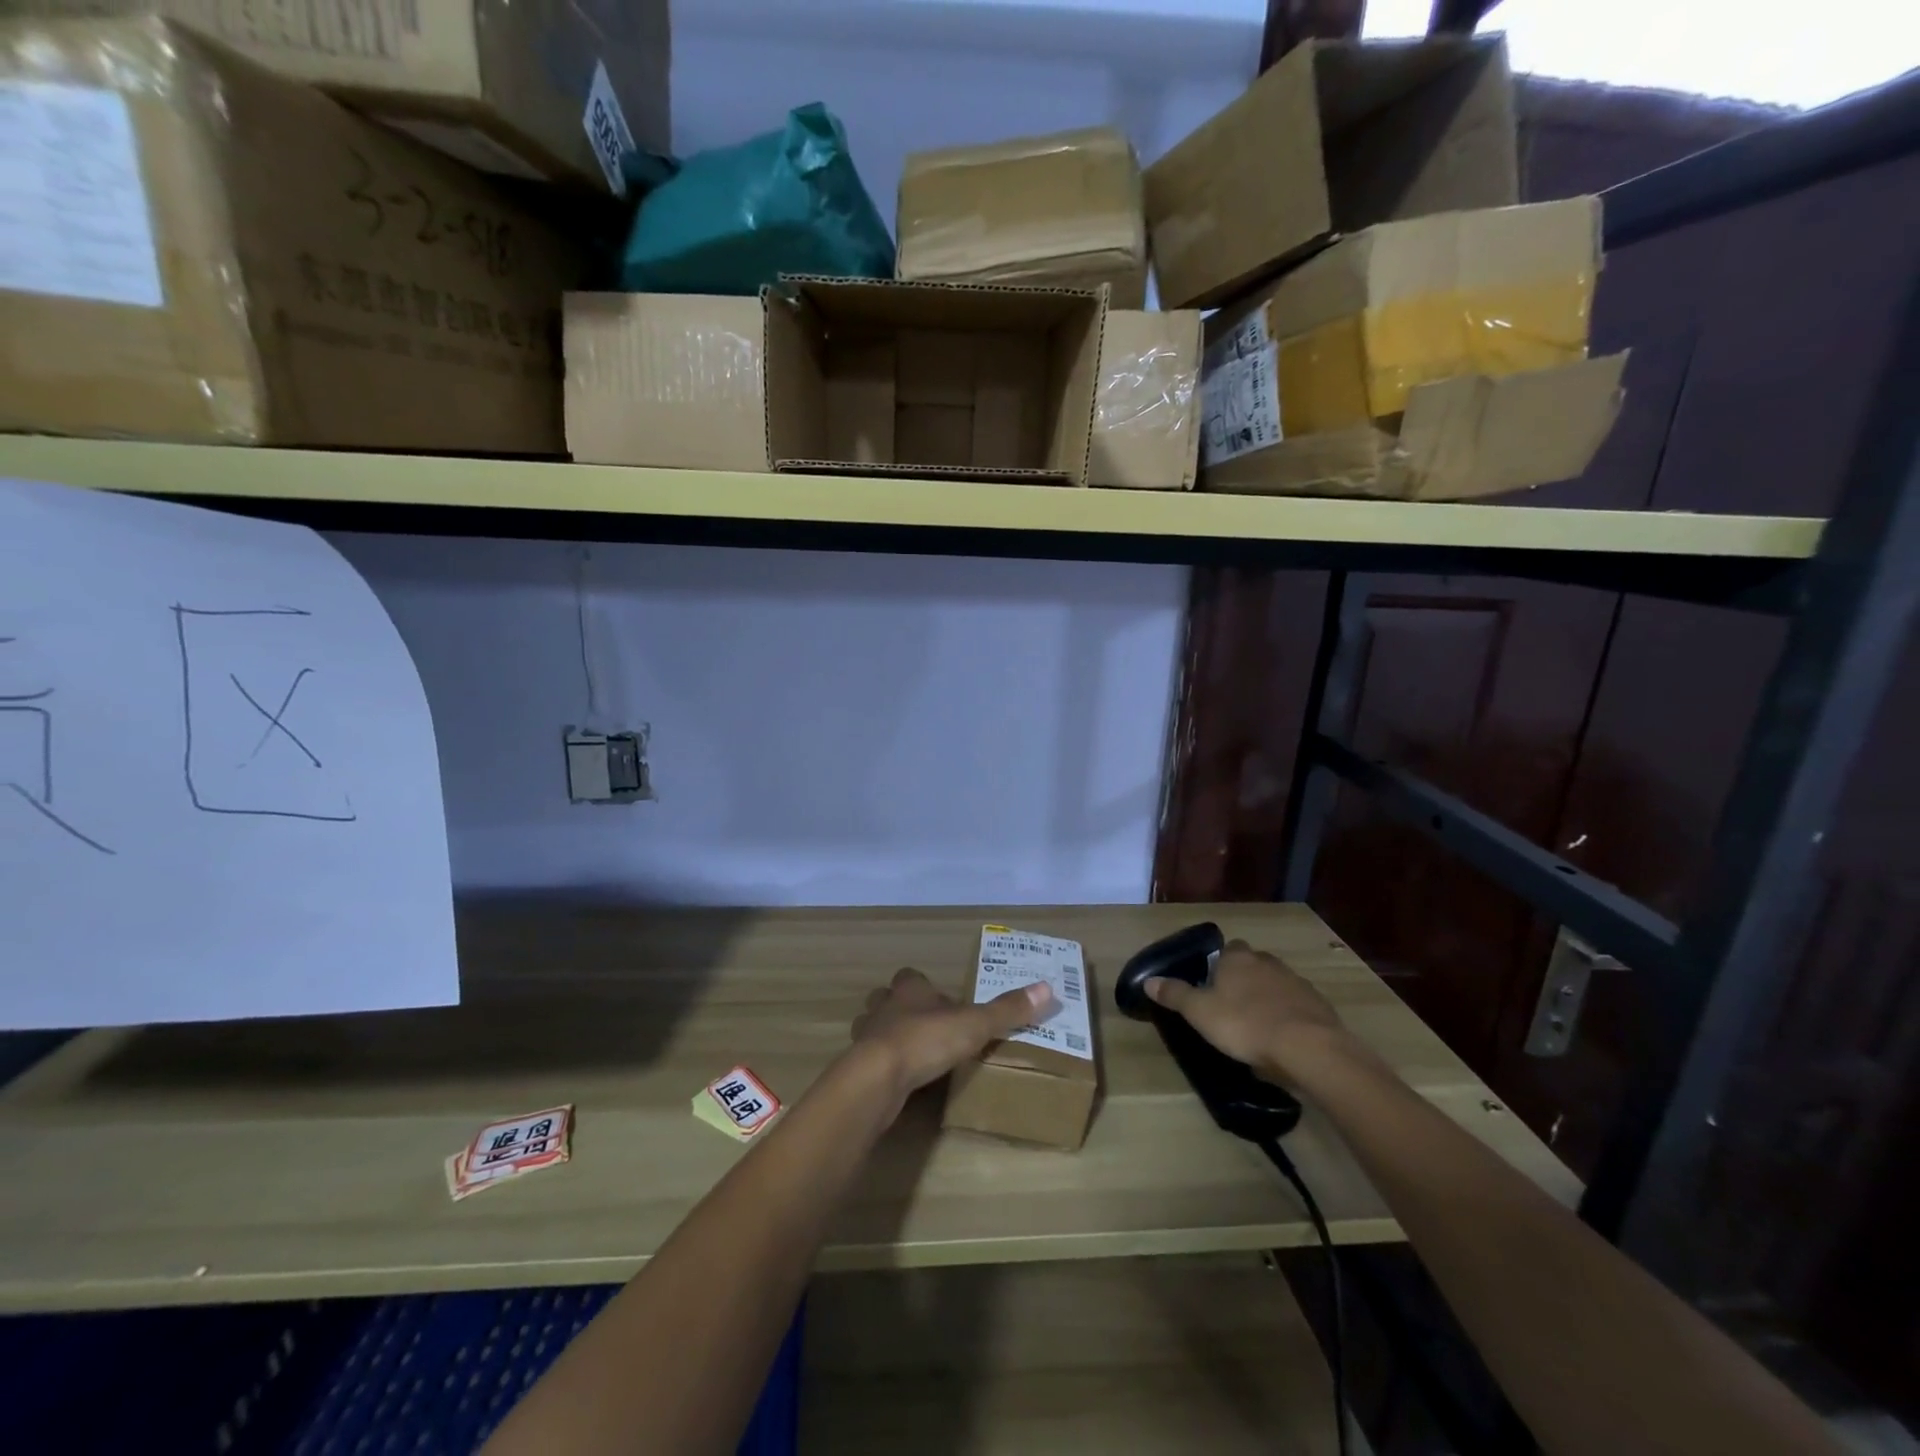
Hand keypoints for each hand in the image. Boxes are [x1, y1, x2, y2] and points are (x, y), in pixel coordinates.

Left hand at [851, 968, 1054, 1104]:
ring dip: (887, 1036)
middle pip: (887, 998)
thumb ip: (1007, 1010)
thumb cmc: (926, 1040)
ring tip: (909, 1053)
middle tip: (924, 1025)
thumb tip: (1047, 988)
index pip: (911, 977)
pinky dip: (882, 1065)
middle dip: (901, 1008)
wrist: (878, 1078)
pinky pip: (870, 1060)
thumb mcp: (975, 1024)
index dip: (924, 986)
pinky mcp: (859, 1066)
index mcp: (910, 989)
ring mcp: (867, 1036)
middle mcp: (885, 1006)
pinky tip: (898, 1080)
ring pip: (873, 1027)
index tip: (941, 1000)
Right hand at [1145, 940, 1350, 1078]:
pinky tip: (1282, 1038)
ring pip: (1276, 984)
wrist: (1308, 1048)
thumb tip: (1148, 980)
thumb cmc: (1245, 1024)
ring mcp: (1296, 983)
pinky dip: (1288, 1016)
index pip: (1227, 949)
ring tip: (1257, 1025)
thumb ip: (1175, 995)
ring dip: (1267, 998)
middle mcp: (1267, 963)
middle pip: (1253, 964)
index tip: (1212, 985)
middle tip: (1232, 1005)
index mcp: (1237, 959)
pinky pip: (1297, 1006)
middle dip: (1244, 979)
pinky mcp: (1318, 1006)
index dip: (1219, 965)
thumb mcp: (1200, 1012)